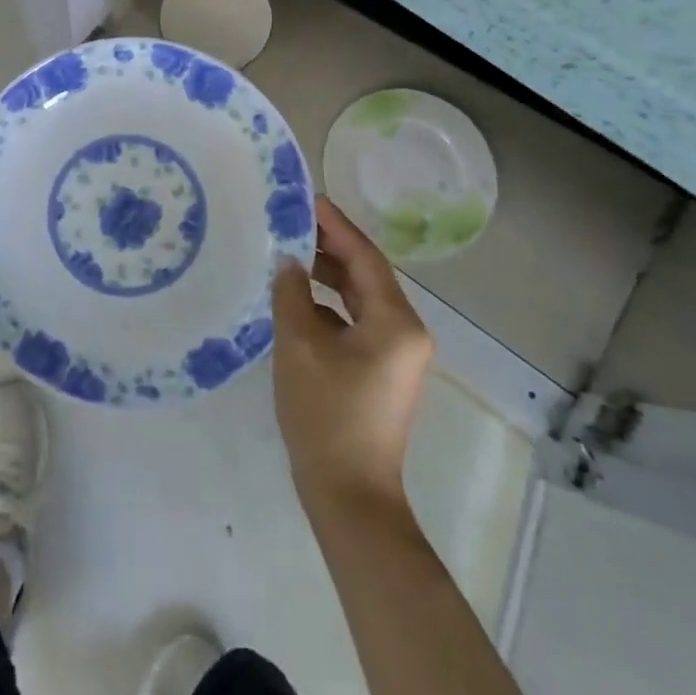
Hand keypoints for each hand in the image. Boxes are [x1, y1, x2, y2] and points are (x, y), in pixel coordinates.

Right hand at [272, 197, 435, 510]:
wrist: (349, 496)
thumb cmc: (326, 415)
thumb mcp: (299, 346)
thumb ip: (292, 294)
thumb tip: (287, 261)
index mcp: (397, 322)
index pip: (365, 257)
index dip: (336, 225)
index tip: (307, 198)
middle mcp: (407, 331)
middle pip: (367, 275)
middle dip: (330, 247)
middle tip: (291, 222)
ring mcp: (398, 353)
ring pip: (361, 299)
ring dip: (328, 277)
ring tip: (289, 254)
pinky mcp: (384, 370)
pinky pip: (357, 322)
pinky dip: (330, 306)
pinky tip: (298, 300)